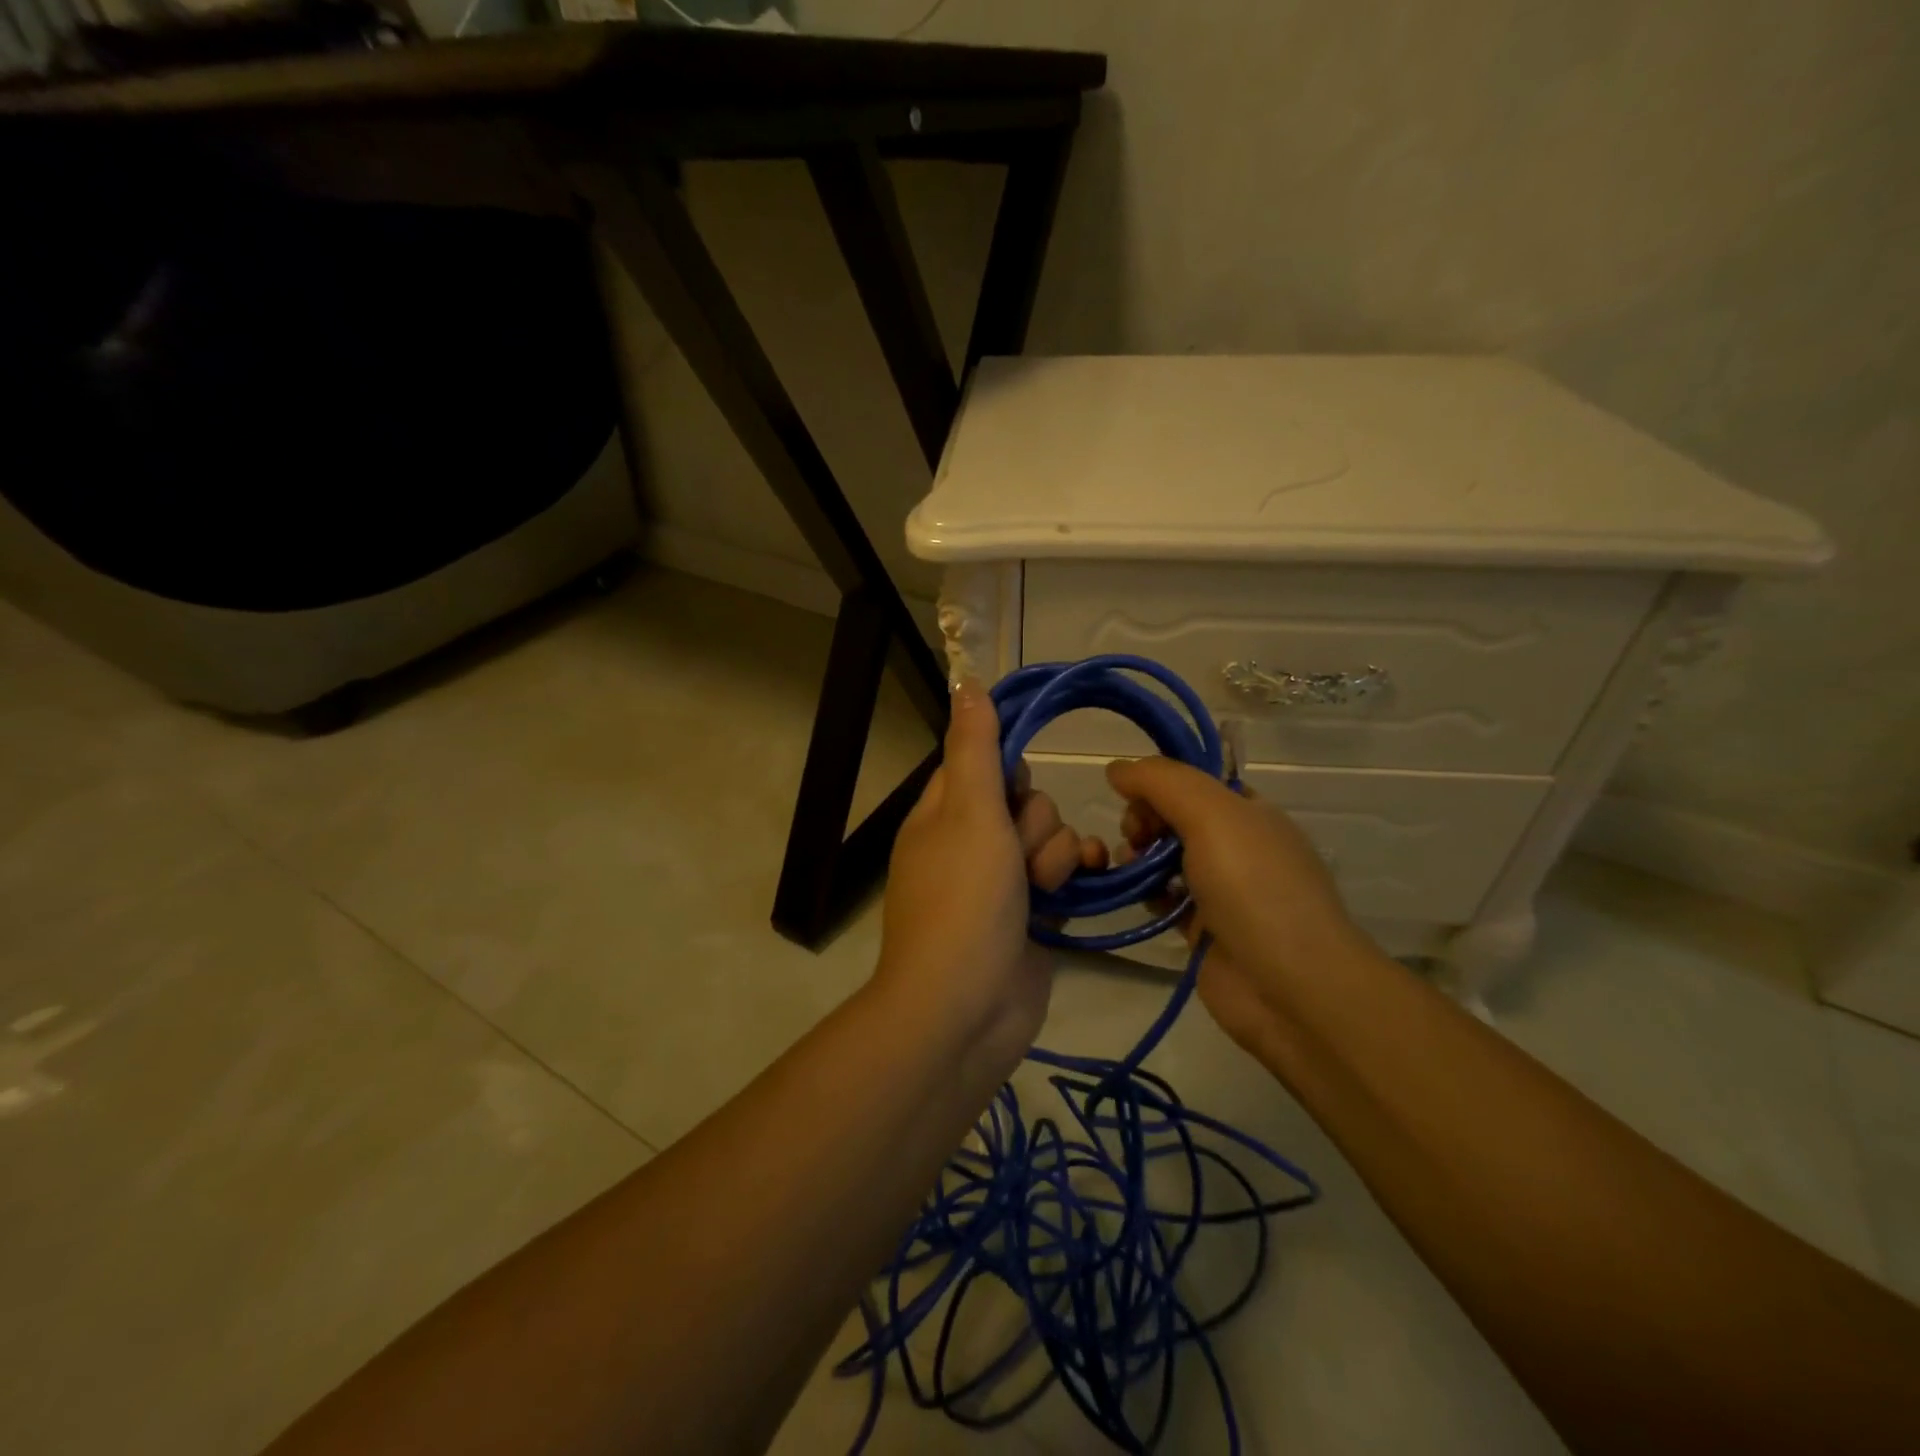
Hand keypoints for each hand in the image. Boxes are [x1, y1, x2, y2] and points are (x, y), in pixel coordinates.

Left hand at [877, 680, 1104, 1069]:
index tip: (1015, 789)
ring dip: (1054, 854)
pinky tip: (1079, 884)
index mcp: (942, 813)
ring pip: (1048, 836)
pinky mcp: (1031, 914)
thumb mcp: (969, 812)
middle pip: (1024, 799)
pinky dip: (1072, 875)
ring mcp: (1000, 881)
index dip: (1007, 771)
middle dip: (1034, 822)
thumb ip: (975, 748)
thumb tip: (966, 683)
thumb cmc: (964, 899)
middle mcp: (969, 841)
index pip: (981, 762)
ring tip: (1039, 887)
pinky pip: (1061, 874)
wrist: (967, 1008)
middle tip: (1017, 853)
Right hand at [1106, 757, 1369, 1059]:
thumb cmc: (1254, 888)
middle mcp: (1238, 846)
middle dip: (1145, 819)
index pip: (1194, 782)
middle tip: (1134, 838)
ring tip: (1128, 868)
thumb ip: (1162, 782)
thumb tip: (1117, 769)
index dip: (1158, 784)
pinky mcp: (1204, 930)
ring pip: (1167, 859)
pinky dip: (1148, 894)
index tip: (1131, 798)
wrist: (1291, 987)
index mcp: (1250, 812)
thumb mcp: (1212, 815)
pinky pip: (1166, 900)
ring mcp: (1222, 891)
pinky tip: (1139, 898)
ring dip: (1139, 857)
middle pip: (1176, 817)